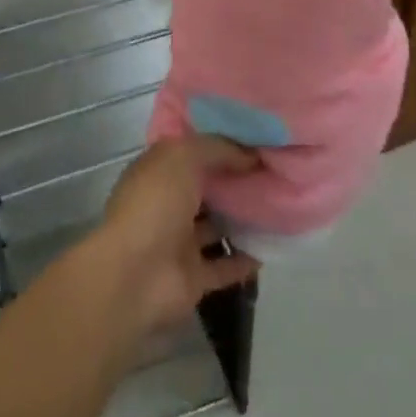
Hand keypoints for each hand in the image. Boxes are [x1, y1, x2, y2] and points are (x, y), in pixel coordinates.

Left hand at [86, 135, 261, 337]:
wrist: (135, 275)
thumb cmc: (155, 204)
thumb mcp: (183, 157)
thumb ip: (217, 149)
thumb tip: (250, 155)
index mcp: (158, 171)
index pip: (191, 151)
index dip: (220, 144)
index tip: (256, 139)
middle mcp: (167, 203)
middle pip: (206, 188)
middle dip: (234, 180)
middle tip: (276, 171)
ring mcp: (179, 242)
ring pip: (216, 226)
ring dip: (242, 218)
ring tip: (280, 205)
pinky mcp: (193, 277)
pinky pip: (225, 266)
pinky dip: (246, 259)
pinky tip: (274, 246)